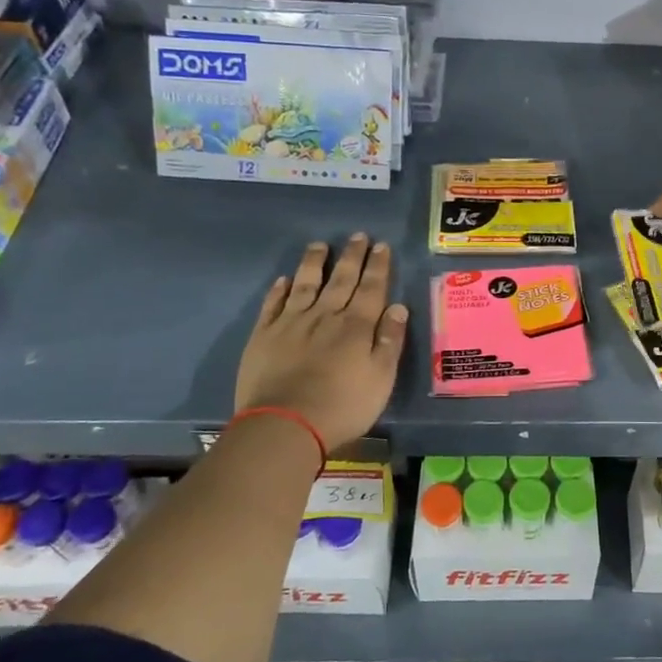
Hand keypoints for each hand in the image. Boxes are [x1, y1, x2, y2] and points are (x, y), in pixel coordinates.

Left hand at [232, 234, 408, 450]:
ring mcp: (291, 323)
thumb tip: (397, 307)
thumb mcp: (381, 378)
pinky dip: (280, 289)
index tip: (381, 246)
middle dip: (351, 256)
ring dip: (314, 262)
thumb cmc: (343, 406)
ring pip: (305, 283)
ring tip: (320, 244)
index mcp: (356, 326)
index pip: (371, 288)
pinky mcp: (264, 336)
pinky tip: (284, 279)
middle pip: (340, 279)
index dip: (377, 266)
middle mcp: (325, 315)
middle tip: (358, 235)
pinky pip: (273, 304)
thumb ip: (390, 341)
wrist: (285, 425)